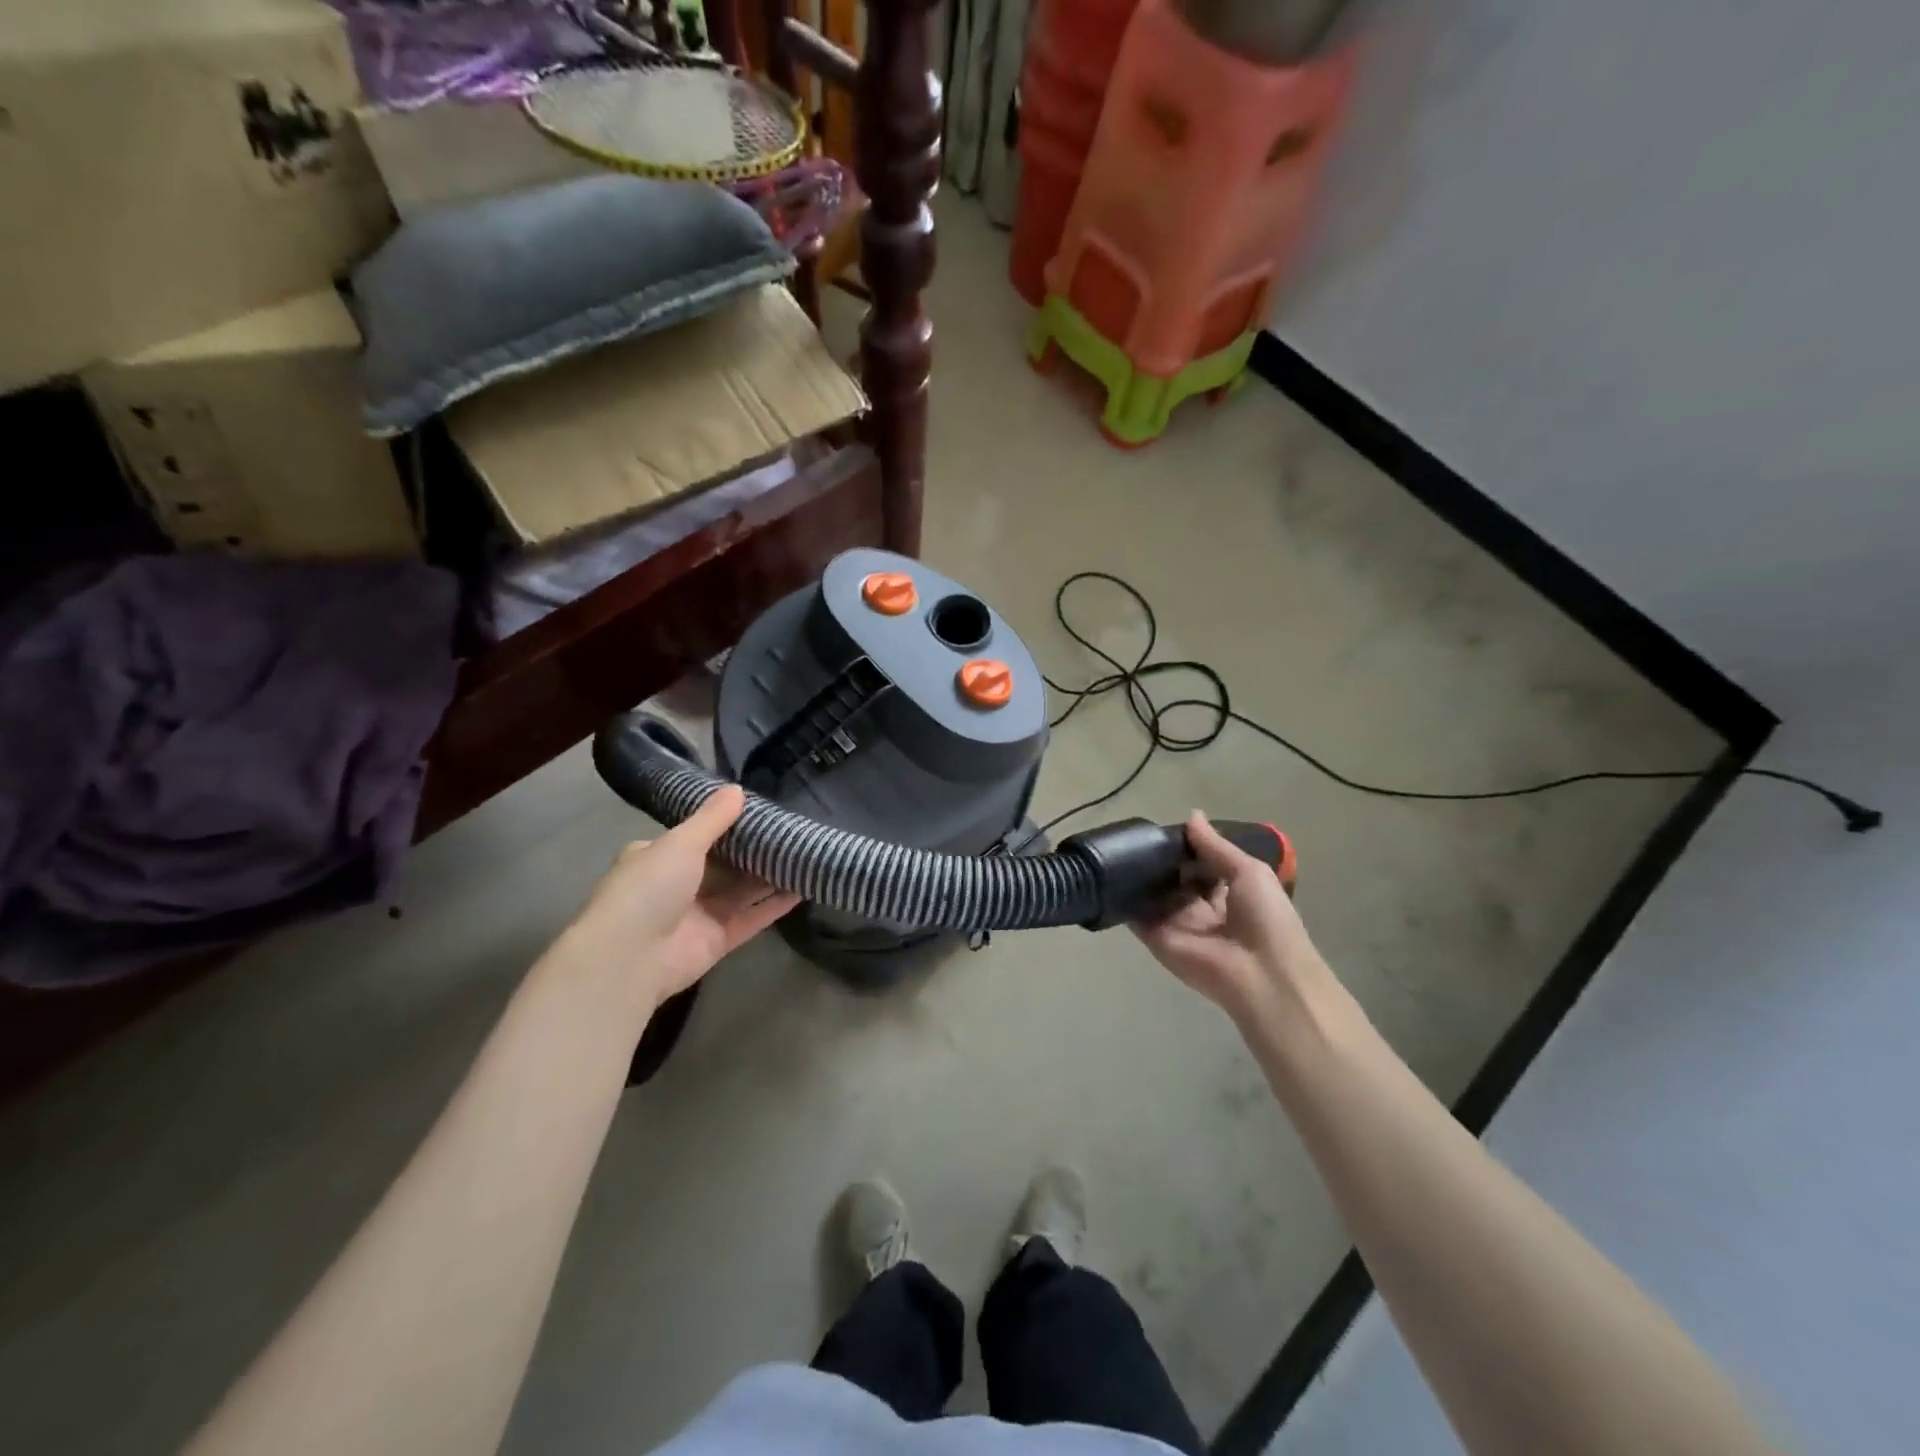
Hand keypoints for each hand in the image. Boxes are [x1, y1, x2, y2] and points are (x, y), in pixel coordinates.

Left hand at [553, 786, 799, 1018]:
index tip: (762, 810)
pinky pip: (752, 917)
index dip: (727, 823)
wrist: (629, 959)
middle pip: (724, 864)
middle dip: (754, 850)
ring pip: (742, 891)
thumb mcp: (680, 843)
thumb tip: (738, 788)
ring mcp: (699, 915)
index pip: (696, 835)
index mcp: (658, 857)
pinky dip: (776, 905)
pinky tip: (804, 887)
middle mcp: (678, 885)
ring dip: (770, 875)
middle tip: (792, 830)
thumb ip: (712, 818)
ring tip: (805, 853)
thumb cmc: (648, 889)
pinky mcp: (718, 941)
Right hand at [1132, 812, 1323, 1025]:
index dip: (1187, 844)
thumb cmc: (1265, 918)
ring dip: (1139, 873)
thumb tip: (1191, 815)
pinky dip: (1123, 896)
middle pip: (1174, 876)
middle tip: (1138, 832)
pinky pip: (1135, 914)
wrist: (1260, 974)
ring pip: (1152, 892)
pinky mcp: (1155, 936)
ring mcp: (1176, 922)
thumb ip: (1215, 845)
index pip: (1201, 862)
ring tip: (1119, 844)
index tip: (1166, 825)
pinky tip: (1110, 871)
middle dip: (1160, 857)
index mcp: (1229, 890)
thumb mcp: (1248, 871)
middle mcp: (1200, 906)